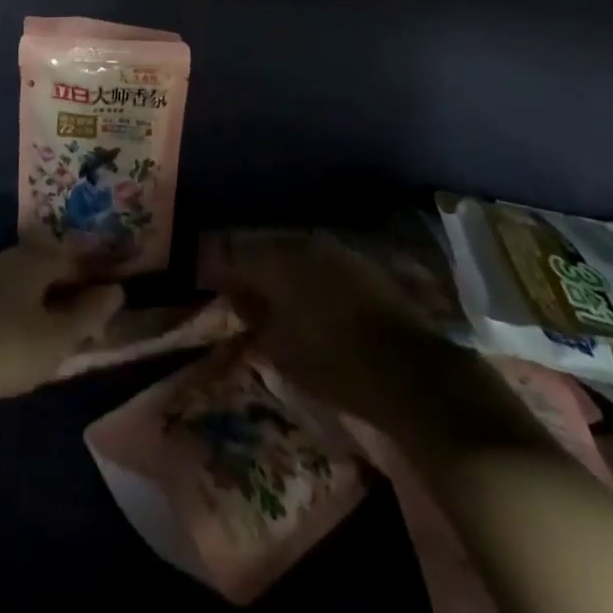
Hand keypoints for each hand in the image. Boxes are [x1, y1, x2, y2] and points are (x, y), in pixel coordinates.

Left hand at [0, 244, 124, 415]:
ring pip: (24, 280)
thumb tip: (117, 290)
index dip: (95, 278)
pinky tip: (17, 334)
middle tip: (84, 322)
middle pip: (48, 265)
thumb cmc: (4, 348)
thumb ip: (89, 314)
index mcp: (35, 259)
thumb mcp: (56, 339)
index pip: (75, 258)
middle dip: (69, 289)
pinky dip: (19, 308)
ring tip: (53, 331)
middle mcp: (8, 256)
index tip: (108, 304)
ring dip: (43, 300)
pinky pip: (3, 294)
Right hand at [203, 229, 436, 422]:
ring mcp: (333, 249)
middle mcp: (301, 242)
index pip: (230, 255)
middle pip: (261, 248)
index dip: (213, 270)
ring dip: (277, 270)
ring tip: (270, 298)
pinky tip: (304, 299)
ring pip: (290, 252)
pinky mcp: (358, 262)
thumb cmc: (332, 362)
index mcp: (274, 259)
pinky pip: (317, 261)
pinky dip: (304, 276)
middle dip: (247, 268)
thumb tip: (239, 298)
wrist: (408, 370)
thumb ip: (252, 316)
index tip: (204, 286)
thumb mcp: (278, 349)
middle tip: (237, 293)